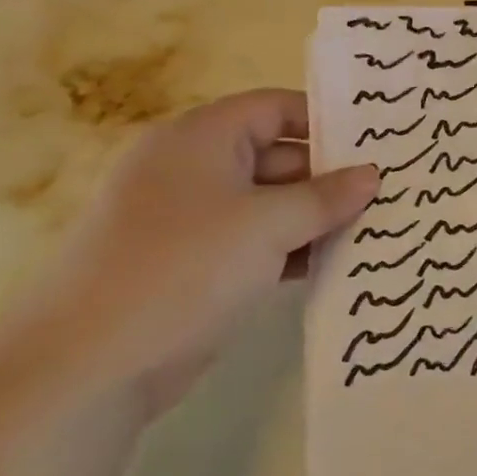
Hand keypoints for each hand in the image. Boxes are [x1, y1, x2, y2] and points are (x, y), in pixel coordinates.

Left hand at [0, 89, 377, 416]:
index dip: (327, 122)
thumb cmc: (184, 269)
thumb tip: (373, 175)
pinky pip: (253, 242)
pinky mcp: (191, 265)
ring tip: (375, 228)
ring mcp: (189, 220)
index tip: (377, 144)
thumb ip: (325, 197)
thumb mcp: (267, 225)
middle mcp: (192, 169)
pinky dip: (290, 249)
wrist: (88, 366)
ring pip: (267, 204)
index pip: (275, 109)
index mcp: (200, 138)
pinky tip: (334, 265)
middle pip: (275, 157)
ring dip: (315, 218)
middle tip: (388, 193)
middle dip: (329, 177)